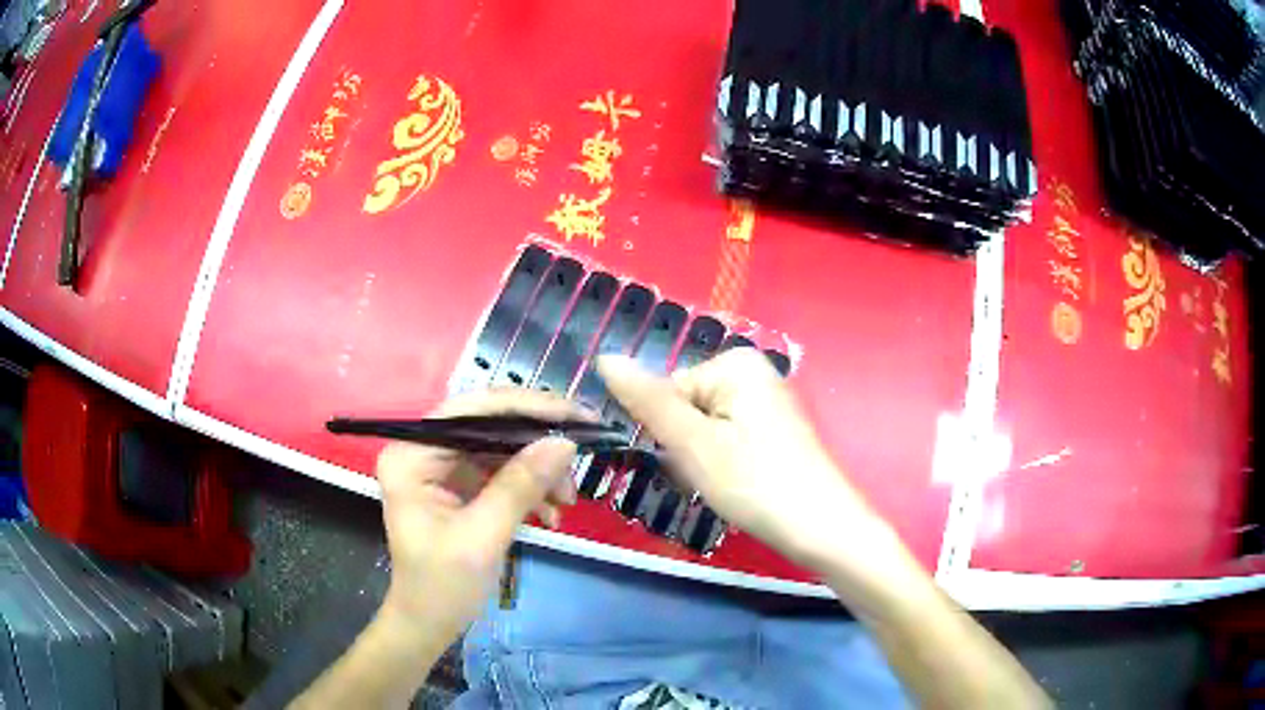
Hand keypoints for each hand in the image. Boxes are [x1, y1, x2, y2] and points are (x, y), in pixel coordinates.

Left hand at [373, 390, 588, 656]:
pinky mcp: (459, 486)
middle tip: (583, 453)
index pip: (472, 410)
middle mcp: (423, 450)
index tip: (577, 415)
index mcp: (412, 454)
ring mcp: (441, 467)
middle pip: (489, 425)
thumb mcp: (483, 536)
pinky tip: (551, 514)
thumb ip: (520, 486)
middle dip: (537, 445)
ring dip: (538, 471)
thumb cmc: (442, 586)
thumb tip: (564, 442)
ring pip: (501, 449)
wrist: (429, 625)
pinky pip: (501, 473)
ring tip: (567, 500)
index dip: (527, 408)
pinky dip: (529, 489)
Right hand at [598, 348, 893, 573]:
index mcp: (735, 363)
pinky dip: (723, 466)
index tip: (684, 465)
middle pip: (687, 409)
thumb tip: (604, 358)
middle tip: (706, 479)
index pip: (667, 391)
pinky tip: (738, 487)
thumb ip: (647, 401)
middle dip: (685, 448)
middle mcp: (754, 373)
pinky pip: (728, 441)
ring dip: (701, 461)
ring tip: (724, 487)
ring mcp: (767, 402)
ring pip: (705, 431)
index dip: (666, 434)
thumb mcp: (693, 444)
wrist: (823, 529)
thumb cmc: (755, 483)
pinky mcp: (775, 431)